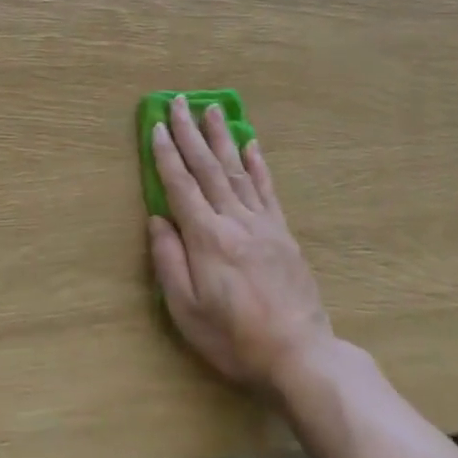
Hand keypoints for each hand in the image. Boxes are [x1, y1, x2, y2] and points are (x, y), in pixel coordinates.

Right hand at [147, 97, 334, 395]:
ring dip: (222, 137)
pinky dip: (257, 163)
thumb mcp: (186, 310)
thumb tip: (157, 219)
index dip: (167, 154)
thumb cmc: (234, 339)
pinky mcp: (283, 233)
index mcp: (207, 238)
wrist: (300, 356)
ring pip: (237, 169)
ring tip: (212, 109)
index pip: (180, 186)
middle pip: (208, 168)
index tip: (157, 126)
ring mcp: (263, 224)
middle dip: (190, 132)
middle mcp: (234, 221)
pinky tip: (251, 144)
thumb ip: (168, 261)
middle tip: (179, 101)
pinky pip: (267, 189)